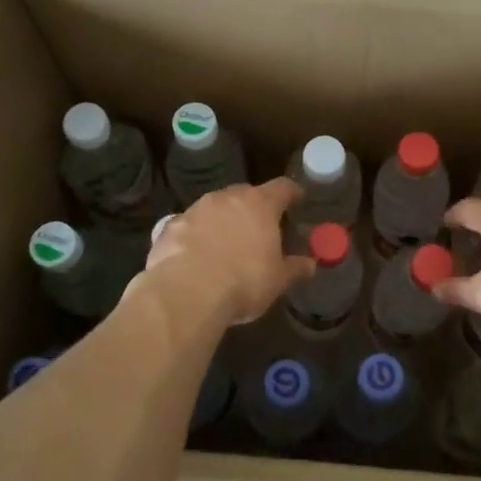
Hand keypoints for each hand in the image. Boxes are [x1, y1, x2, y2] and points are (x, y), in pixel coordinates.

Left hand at [145, 178, 315, 324]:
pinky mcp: (170, 226)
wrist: (186, 292)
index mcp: (260, 205)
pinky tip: (195, 256)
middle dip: (254, 208)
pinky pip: (189, 226)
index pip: (282, 187)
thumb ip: (295, 268)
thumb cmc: (243, 282)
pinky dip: (195, 236)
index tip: (297, 199)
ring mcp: (196, 209)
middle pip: (246, 194)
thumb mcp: (277, 280)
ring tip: (226, 244)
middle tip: (260, 227)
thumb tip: (310, 264)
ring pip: (215, 208)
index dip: (291, 193)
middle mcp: (227, 198)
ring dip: (222, 220)